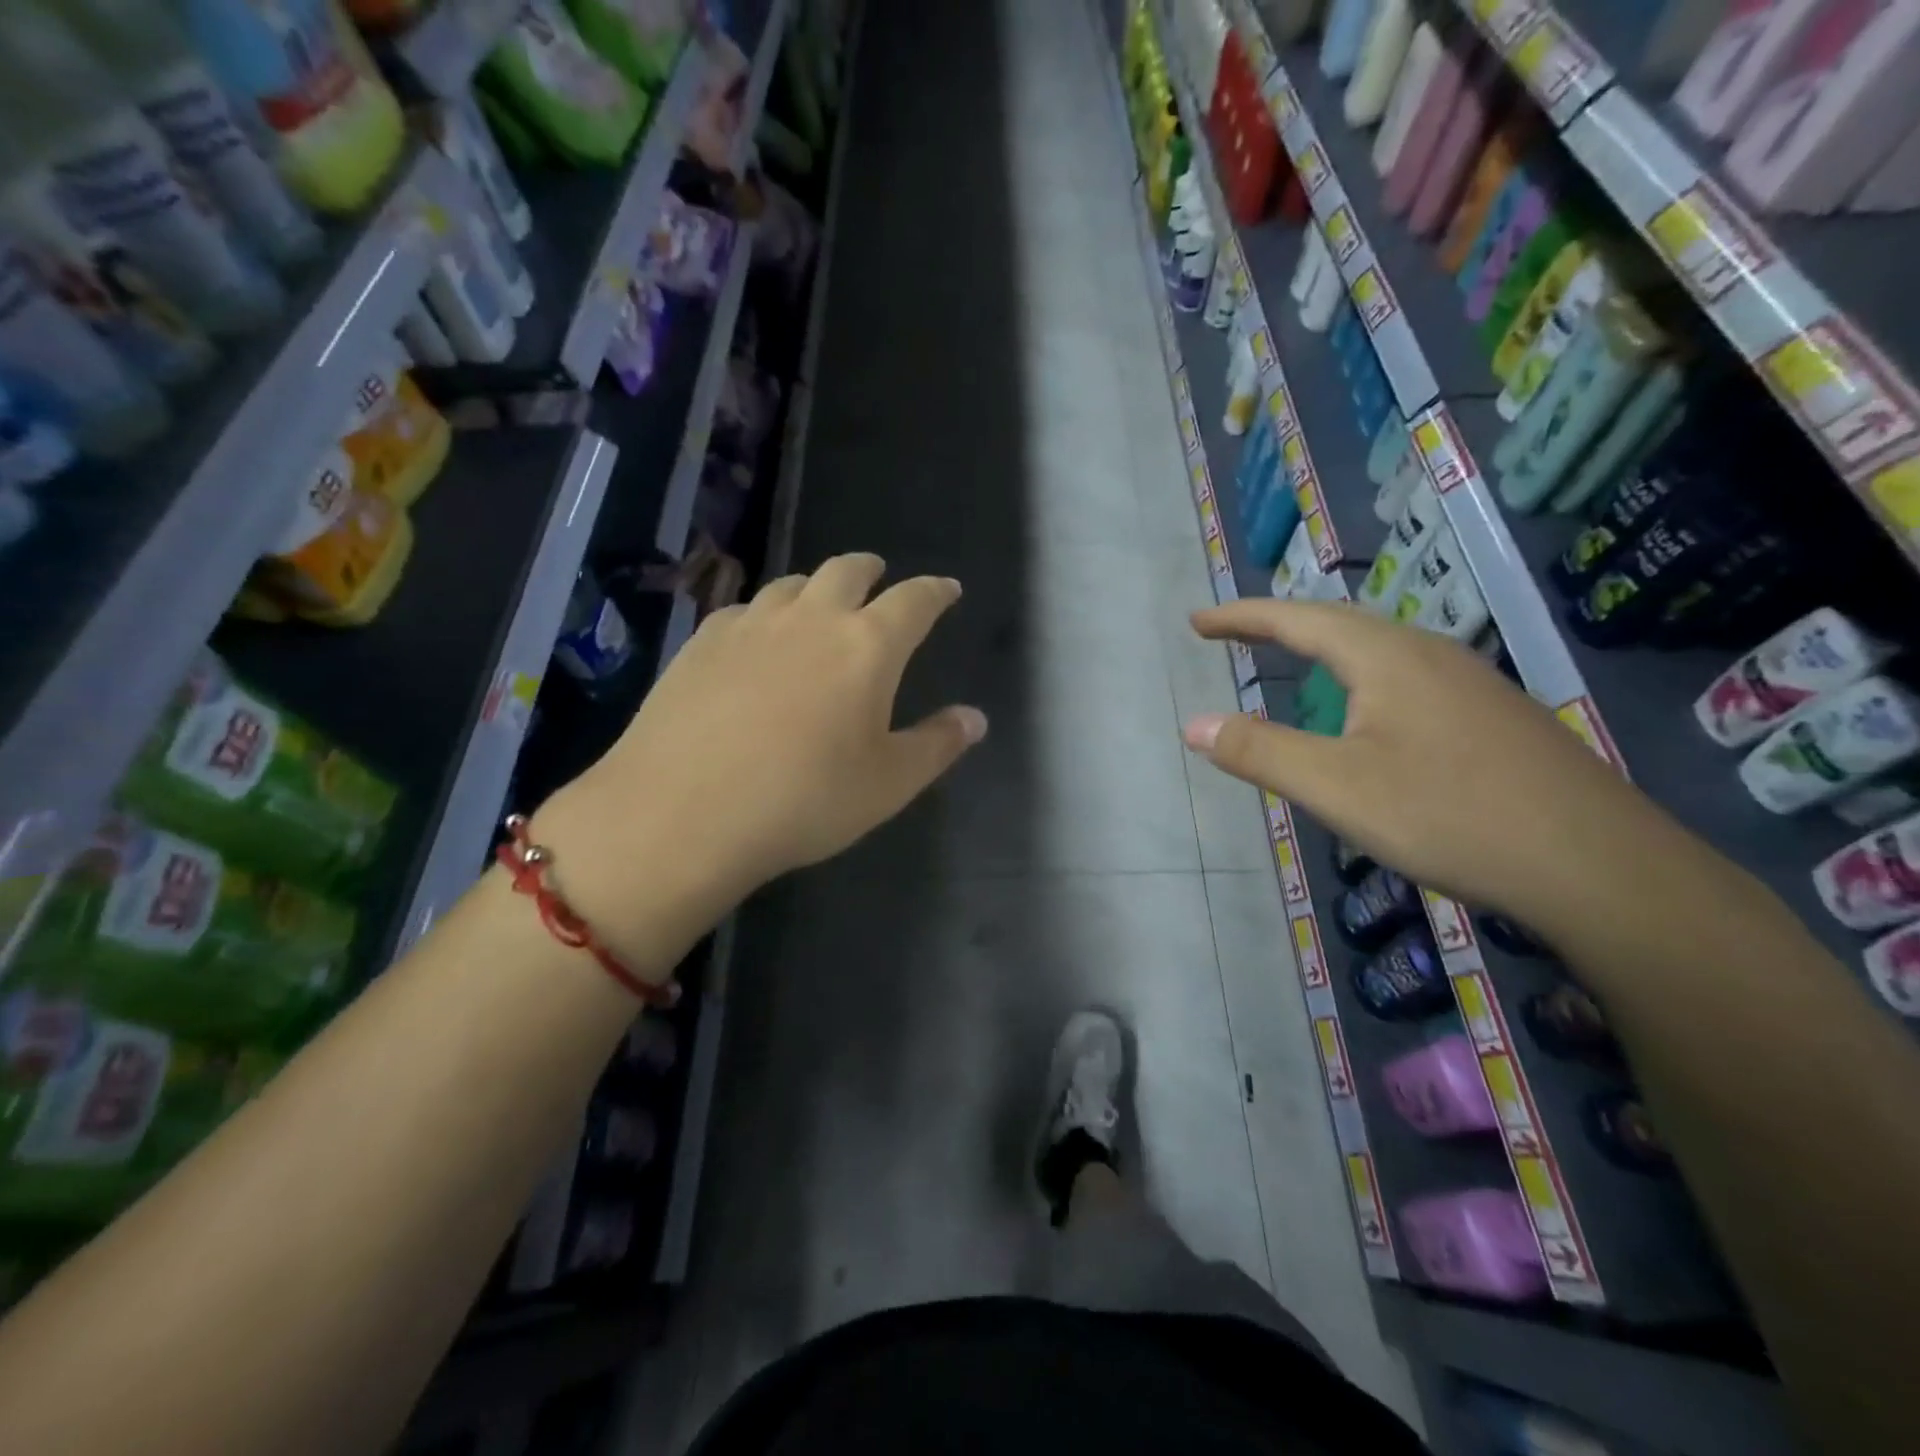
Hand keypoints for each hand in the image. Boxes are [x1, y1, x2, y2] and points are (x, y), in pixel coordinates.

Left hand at [534, 555, 984, 960]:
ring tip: (820, 605)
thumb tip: (975, 717)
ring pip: (791, 584)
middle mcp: (810, 619)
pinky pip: (744, 611)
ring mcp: (750, 625)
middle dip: (871, 571)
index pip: (913, 601)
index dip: (935, 592)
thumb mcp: (888, 784)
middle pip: (846, 571)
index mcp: (867, 646)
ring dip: (815, 587)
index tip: (946, 589)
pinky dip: (764, 614)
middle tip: (880, 579)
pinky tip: (756, 639)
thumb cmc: (804, 801)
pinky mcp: (701, 643)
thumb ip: (937, 745)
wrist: (683, 814)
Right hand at [1183, 599, 1678, 939]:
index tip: (1197, 622)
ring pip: (1380, 648)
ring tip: (1291, 658)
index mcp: (1386, 657)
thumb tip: (1191, 724)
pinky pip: (1408, 675)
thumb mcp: (1336, 788)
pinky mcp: (1494, 716)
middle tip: (1233, 633)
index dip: (1241, 617)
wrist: (1598, 866)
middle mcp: (1429, 654)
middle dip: (1278, 624)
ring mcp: (1470, 682)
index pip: (1297, 619)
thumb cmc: (1450, 815)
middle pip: (1340, 623)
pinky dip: (1361, 675)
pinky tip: (1369, 710)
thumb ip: (1259, 751)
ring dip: (1324, 646)